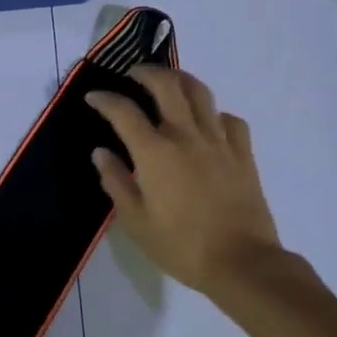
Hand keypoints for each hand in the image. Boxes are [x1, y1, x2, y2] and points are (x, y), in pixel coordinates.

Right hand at [86, 66, 290, 295]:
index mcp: (155, 152)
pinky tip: (208, 122)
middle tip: (134, 75)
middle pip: (166, 85)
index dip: (105, 99)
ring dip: (180, 79)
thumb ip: (115, 182)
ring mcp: (218, 141)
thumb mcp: (136, 222)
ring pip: (200, 93)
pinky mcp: (243, 153)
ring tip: (169, 82)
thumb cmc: (181, 246)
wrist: (242, 263)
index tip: (93, 97)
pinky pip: (230, 120)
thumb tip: (101, 152)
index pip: (124, 111)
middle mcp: (186, 136)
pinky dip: (215, 113)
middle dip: (146, 72)